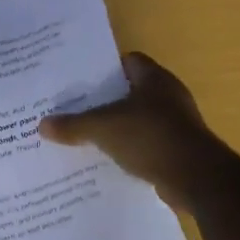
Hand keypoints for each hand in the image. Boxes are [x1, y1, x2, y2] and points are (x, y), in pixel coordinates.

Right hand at [39, 52, 229, 211]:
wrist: (197, 178)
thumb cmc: (151, 137)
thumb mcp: (104, 128)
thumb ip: (73, 125)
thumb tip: (42, 124)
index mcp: (154, 78)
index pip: (127, 61)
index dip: (104, 68)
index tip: (80, 80)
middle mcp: (169, 95)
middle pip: (131, 91)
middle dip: (106, 100)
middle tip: (75, 108)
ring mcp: (178, 124)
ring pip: (139, 119)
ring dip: (119, 127)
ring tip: (87, 136)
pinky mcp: (180, 150)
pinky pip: (148, 144)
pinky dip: (131, 150)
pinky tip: (110, 160)